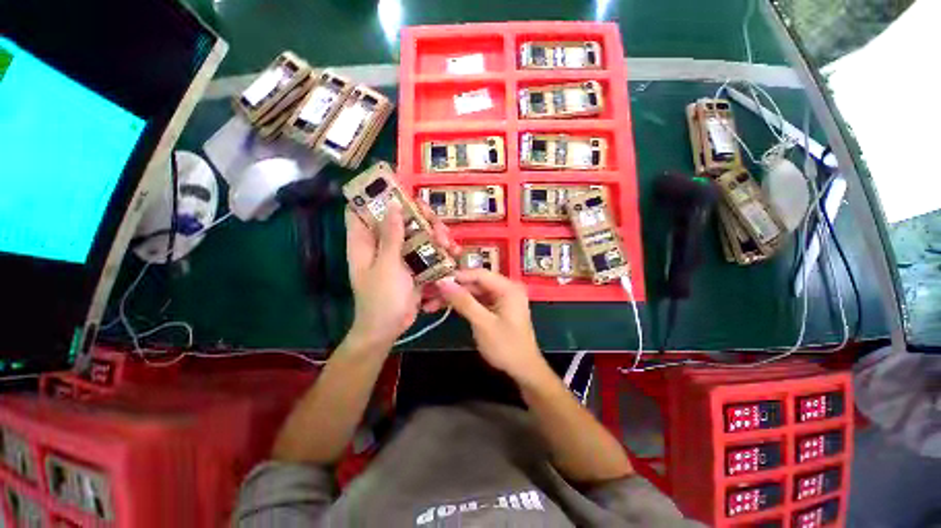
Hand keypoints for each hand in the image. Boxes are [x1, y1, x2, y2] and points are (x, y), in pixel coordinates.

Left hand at [345, 201, 458, 349]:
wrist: (388, 329)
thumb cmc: (381, 299)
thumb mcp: (387, 266)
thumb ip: (391, 236)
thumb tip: (392, 204)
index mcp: (364, 242)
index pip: (361, 210)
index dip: (375, 195)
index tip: (399, 189)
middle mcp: (381, 244)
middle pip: (398, 218)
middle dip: (419, 216)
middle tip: (435, 221)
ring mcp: (399, 254)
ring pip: (417, 233)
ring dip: (435, 234)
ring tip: (448, 243)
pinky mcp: (413, 265)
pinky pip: (426, 250)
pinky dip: (440, 250)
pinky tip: (453, 253)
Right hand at [435, 269, 550, 383]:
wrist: (524, 370)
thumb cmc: (507, 347)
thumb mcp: (483, 324)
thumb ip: (463, 301)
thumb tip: (442, 283)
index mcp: (508, 288)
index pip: (479, 274)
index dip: (457, 276)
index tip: (435, 281)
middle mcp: (505, 288)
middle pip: (474, 283)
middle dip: (452, 289)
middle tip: (429, 295)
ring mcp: (500, 298)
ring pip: (473, 292)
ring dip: (454, 298)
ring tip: (431, 304)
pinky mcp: (495, 308)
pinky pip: (476, 301)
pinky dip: (462, 305)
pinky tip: (445, 307)